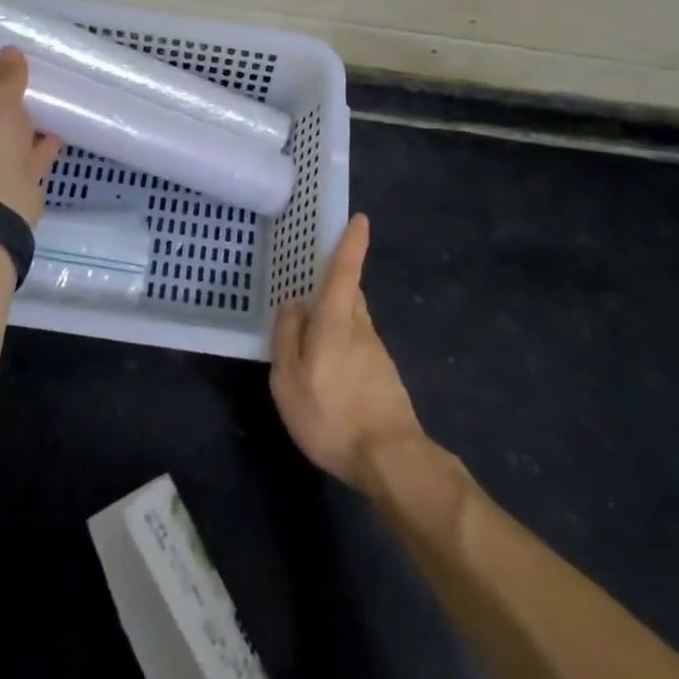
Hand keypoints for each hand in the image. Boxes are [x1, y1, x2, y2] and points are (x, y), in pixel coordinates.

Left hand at [0, 47, 63, 226]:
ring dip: (28, 127)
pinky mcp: (15, 182)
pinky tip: (62, 127)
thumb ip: (8, 77)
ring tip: (50, 101)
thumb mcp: (0, 101)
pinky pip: (32, 157)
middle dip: (7, 108)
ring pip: (11, 141)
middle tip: (29, 84)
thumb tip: (9, 49)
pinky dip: (44, 145)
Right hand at [270, 214, 426, 494]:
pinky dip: (343, 346)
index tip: (360, 218)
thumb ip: (288, 337)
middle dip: (336, 284)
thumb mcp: (289, 380)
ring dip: (336, 318)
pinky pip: (358, 346)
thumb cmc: (332, 415)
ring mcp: (376, 353)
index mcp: (337, 322)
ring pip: (354, 321)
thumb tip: (293, 304)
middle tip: (311, 284)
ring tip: (311, 337)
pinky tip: (329, 373)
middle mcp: (361, 328)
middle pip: (350, 294)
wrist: (391, 460)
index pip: (344, 272)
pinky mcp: (384, 377)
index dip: (351, 244)